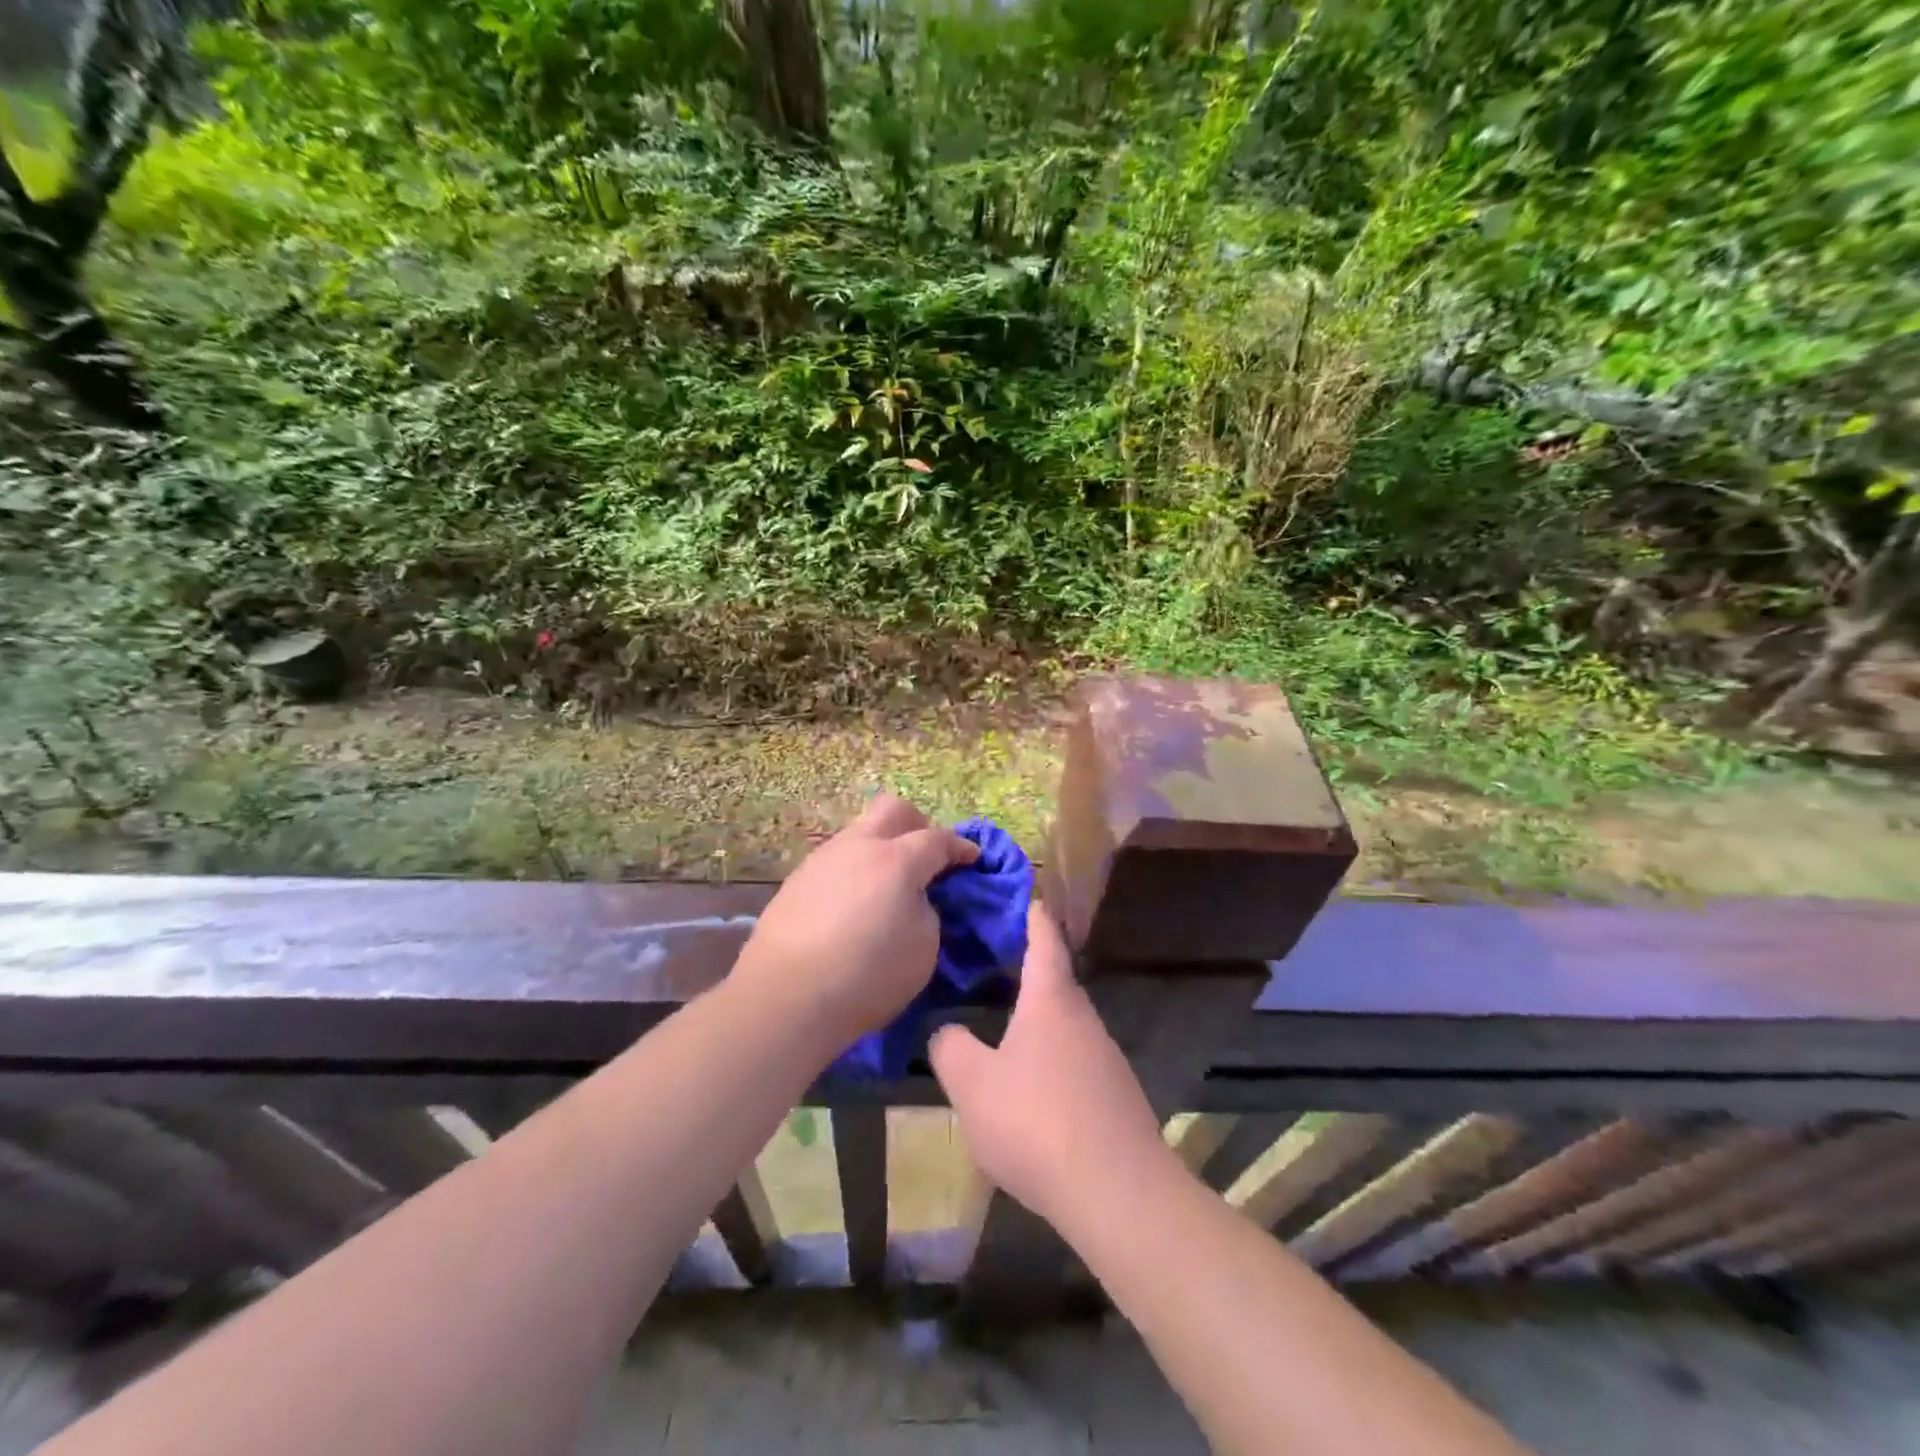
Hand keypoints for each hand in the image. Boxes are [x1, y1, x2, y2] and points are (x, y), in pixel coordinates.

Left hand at [731, 793, 978, 1046]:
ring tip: (887, 885)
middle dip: (918, 825)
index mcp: (897, 860)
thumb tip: (914, 898)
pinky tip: (853, 904)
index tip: (972, 858)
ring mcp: (822, 859)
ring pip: (859, 832)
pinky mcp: (796, 880)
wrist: (786, 998)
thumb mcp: (924, 948)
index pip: (938, 839)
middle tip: (928, 856)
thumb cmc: (868, 976)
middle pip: (893, 810)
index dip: (960, 847)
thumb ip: (927, 911)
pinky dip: (854, 871)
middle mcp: (858, 847)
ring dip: (881, 848)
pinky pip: (836, 861)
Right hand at [930, 903, 1168, 1227]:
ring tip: (1002, 1027)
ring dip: (1037, 1019)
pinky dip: (1050, 1058)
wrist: (1119, 1194)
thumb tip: (947, 1031)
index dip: (1031, 915)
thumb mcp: (973, 1085)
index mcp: (1050, 1000)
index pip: (1043, 939)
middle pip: (1054, 981)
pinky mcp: (1115, 1097)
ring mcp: (1105, 1058)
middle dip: (1025, 969)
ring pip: (1064, 1025)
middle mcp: (1083, 1018)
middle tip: (990, 964)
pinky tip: (1030, 1089)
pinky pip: (1075, 1061)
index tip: (1023, 895)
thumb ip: (950, 1049)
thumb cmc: (1037, 1121)